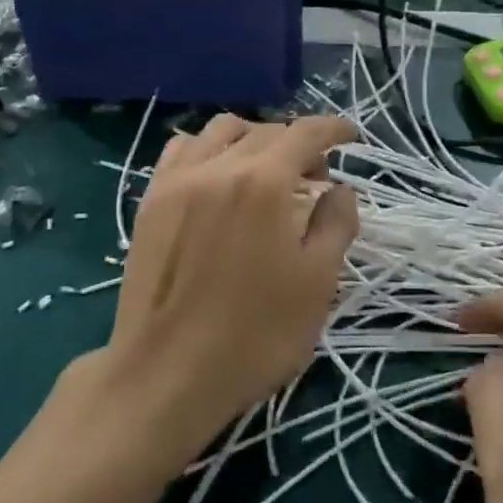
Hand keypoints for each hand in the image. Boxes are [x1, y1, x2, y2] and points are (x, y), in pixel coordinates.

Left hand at [93, 114, 357, 461]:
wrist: (166, 375)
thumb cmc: (255, 335)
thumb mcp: (317, 283)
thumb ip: (336, 224)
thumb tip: (340, 189)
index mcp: (264, 182)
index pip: (305, 133)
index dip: (333, 128)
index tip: (351, 136)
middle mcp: (219, 167)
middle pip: (266, 131)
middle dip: (298, 143)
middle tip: (315, 176)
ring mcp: (178, 180)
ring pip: (220, 131)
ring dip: (253, 138)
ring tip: (266, 171)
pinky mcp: (150, 201)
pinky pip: (181, 150)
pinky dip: (208, 148)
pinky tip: (217, 176)